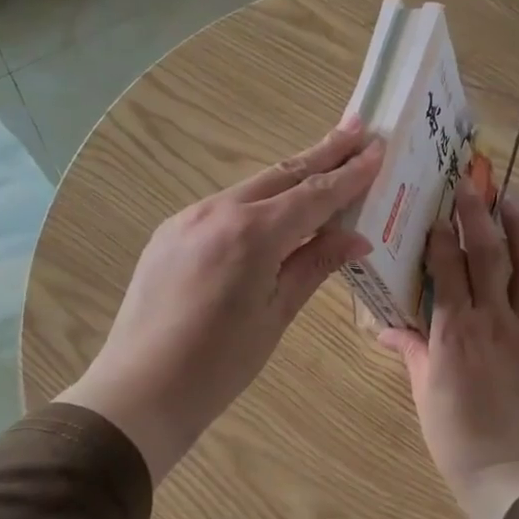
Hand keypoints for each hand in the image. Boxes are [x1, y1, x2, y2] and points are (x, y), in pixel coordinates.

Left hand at [59, 119, 382, 481]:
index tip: (378, 149)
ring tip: (325, 158)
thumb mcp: (276, 315)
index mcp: (251, 234)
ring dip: (291, 173)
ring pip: (252, 187)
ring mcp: (187, 219)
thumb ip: (314, 266)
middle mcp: (217, 212)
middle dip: (323, 152)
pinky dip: (258, 201)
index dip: (350, 174)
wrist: (139, 391)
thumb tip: (356, 238)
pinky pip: (225, 207)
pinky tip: (275, 205)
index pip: (313, 195)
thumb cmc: (219, 365)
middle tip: (358, 128)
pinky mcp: (170, 234)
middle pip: (282, 174)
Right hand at [380, 187, 518, 518]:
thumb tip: (386, 329)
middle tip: (470, 185)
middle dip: (476, 215)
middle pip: (486, 255)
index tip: (435, 214)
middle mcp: (492, 320)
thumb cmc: (454, 434)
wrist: (507, 470)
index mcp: (454, 331)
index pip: (446, 269)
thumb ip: (411, 350)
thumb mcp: (423, 390)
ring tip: (511, 203)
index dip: (440, 237)